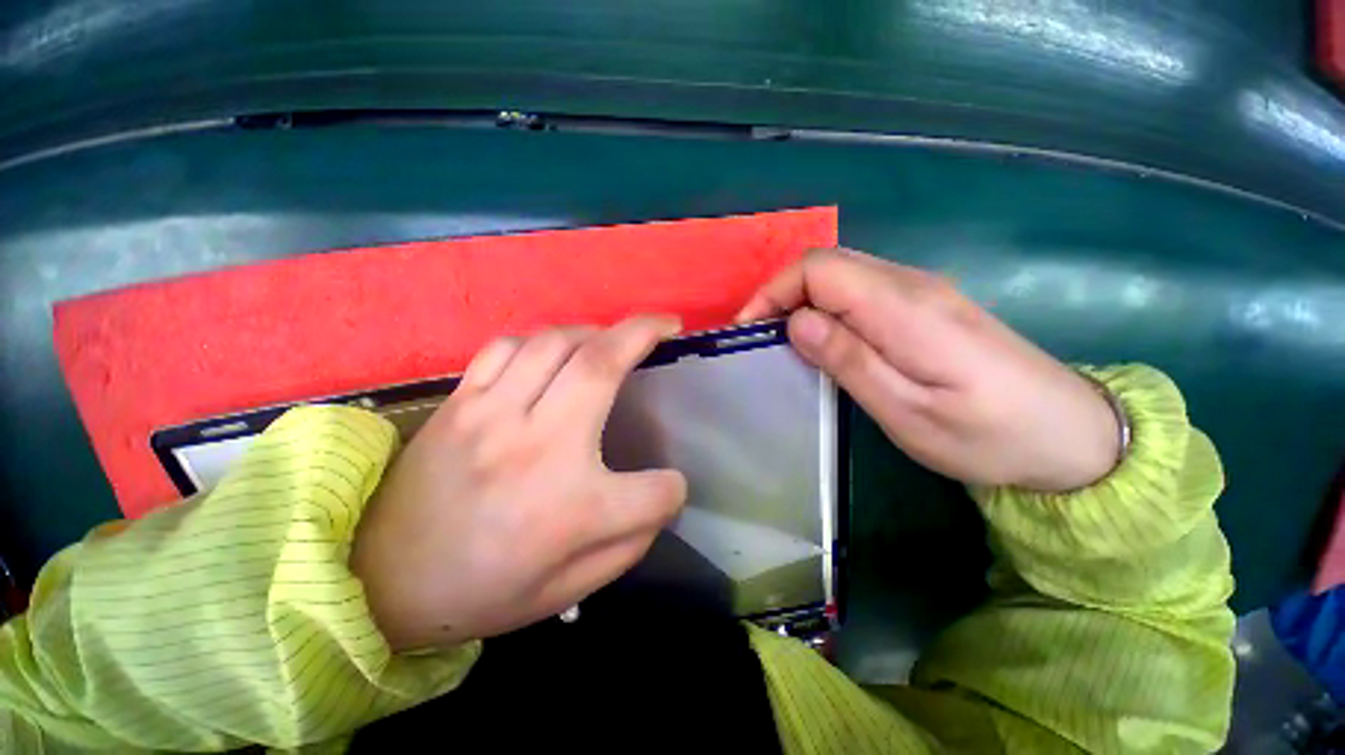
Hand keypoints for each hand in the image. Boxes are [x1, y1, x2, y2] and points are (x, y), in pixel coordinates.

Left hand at [352, 316, 687, 650]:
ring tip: (611, 337)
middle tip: (666, 324)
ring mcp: (492, 415)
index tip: (667, 490)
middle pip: (602, 366)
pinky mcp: (461, 402)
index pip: (654, 491)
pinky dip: (540, 340)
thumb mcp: (567, 590)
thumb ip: (627, 543)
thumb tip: (659, 497)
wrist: (378, 584)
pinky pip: (506, 347)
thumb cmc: (481, 591)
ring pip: (555, 343)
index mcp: (571, 509)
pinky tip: (552, 352)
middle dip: (643, 333)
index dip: (671, 491)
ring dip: (594, 330)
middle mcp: (538, 446)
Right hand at [739, 248, 1118, 492]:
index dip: (774, 291)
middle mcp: (911, 285)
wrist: (1071, 435)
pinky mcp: (926, 305)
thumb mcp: (907, 411)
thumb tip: (797, 322)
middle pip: (827, 264)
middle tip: (759, 339)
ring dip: (801, 301)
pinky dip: (826, 307)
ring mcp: (922, 291)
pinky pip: (860, 291)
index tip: (749, 330)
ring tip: (781, 342)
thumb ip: (849, 360)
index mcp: (904, 307)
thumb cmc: (988, 434)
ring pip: (842, 275)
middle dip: (781, 295)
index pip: (819, 269)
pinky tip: (822, 340)